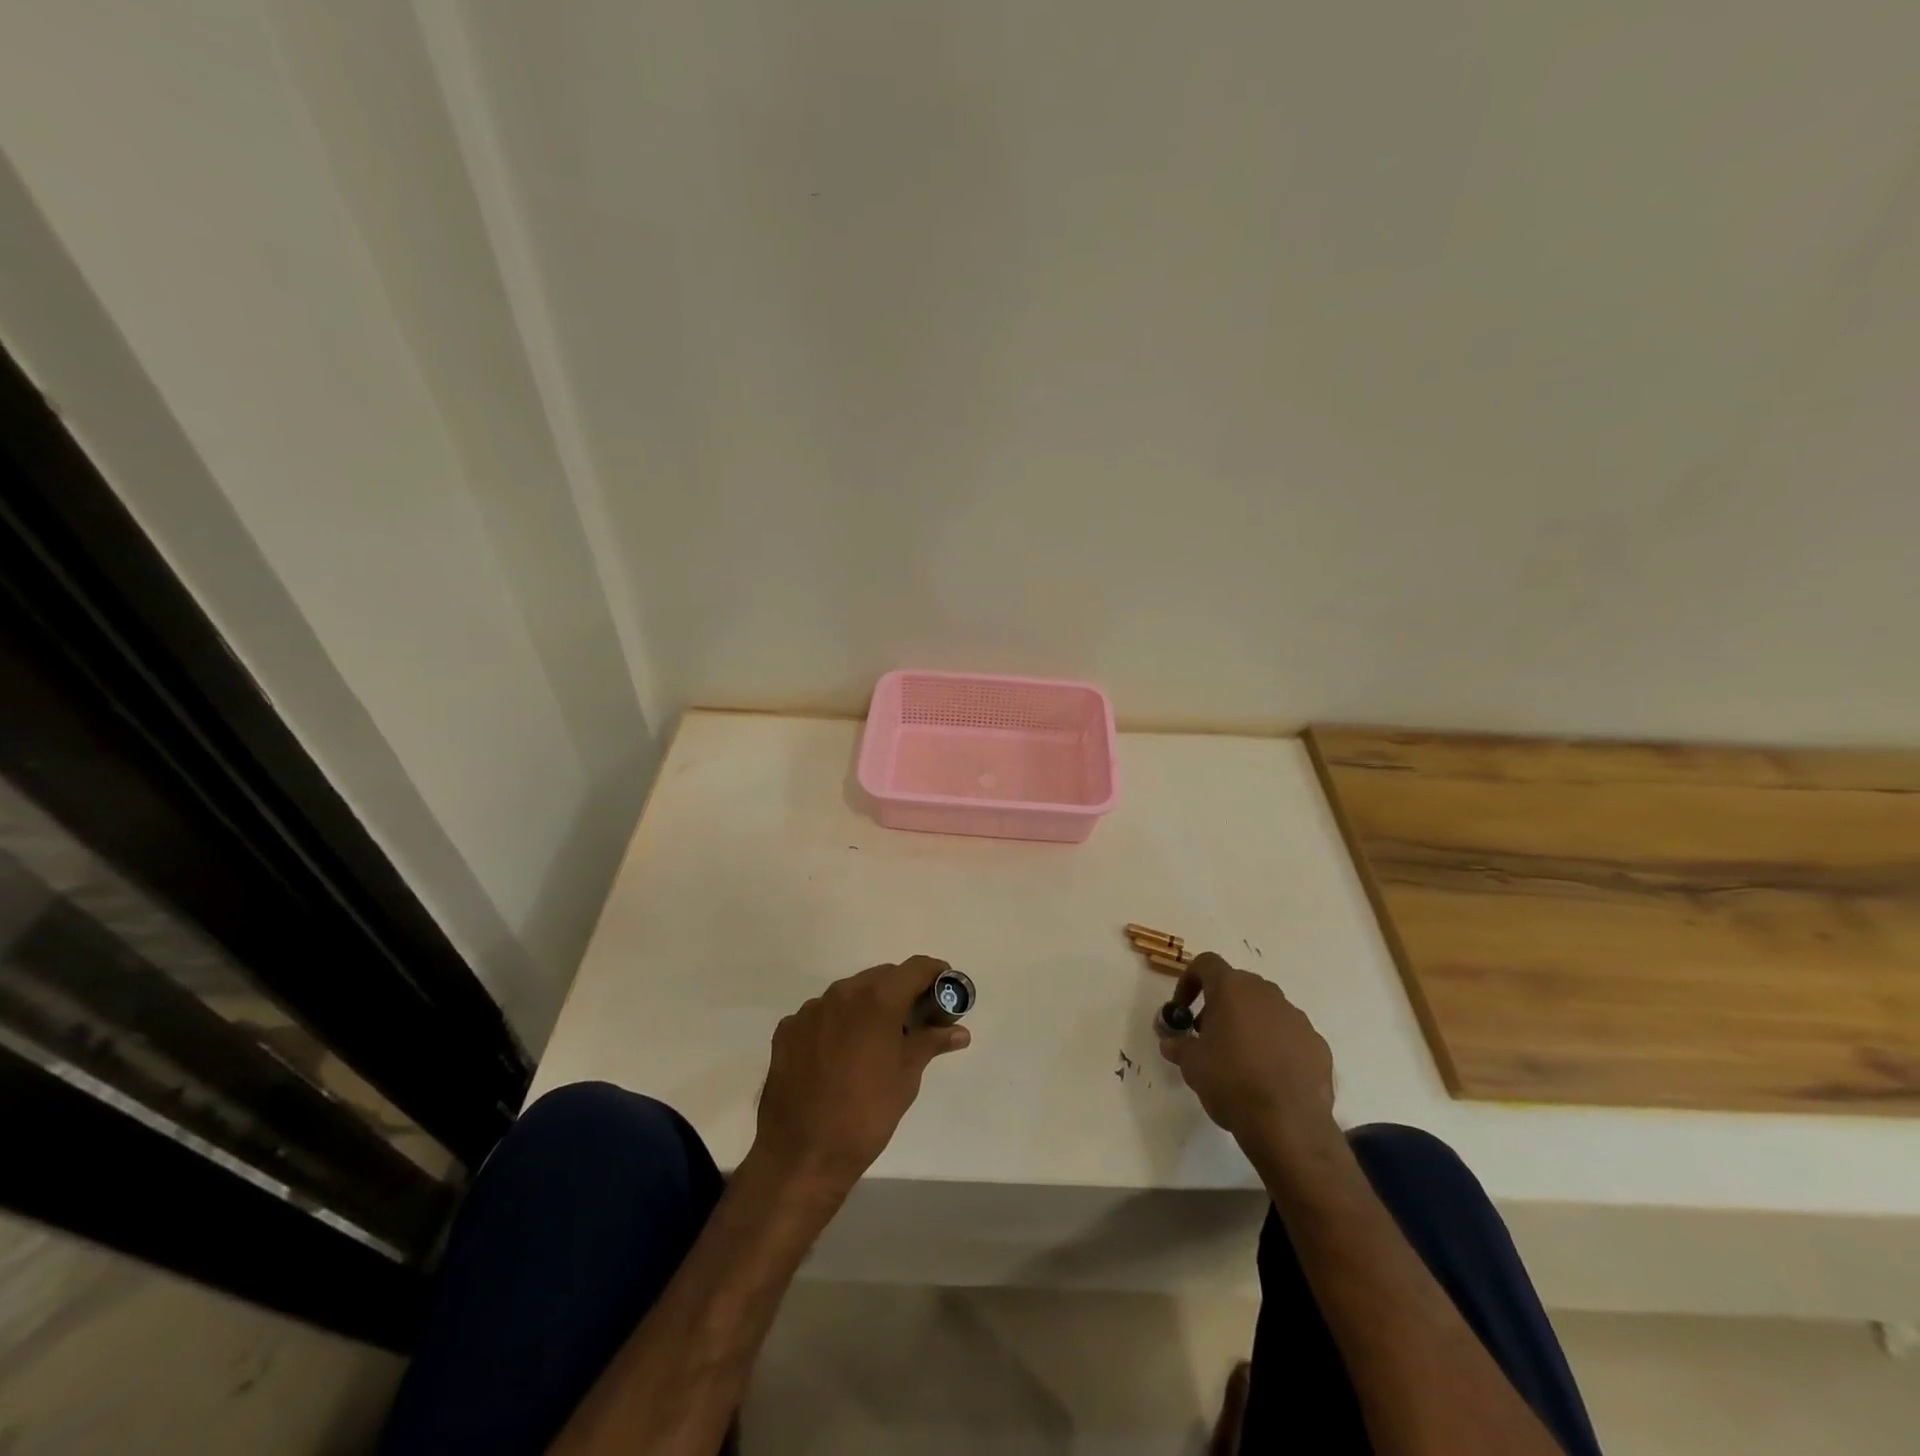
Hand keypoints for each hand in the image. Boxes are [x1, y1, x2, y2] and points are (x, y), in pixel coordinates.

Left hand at [751, 956, 969, 1198]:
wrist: (801, 1155)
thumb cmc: (866, 1115)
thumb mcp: (907, 1078)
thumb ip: (931, 1042)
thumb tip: (959, 1031)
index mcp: (877, 999)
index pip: (915, 968)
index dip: (935, 974)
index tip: (946, 989)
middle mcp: (842, 993)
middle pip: (881, 977)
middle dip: (902, 991)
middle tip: (915, 1020)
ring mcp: (810, 1010)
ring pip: (849, 994)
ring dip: (867, 1007)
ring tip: (875, 1041)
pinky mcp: (787, 1030)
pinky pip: (821, 1015)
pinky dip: (837, 1025)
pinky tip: (840, 1056)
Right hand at [1159, 952, 1340, 1175]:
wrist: (1288, 1124)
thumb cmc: (1231, 1082)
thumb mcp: (1191, 1065)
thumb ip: (1179, 1046)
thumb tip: (1171, 1043)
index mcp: (1232, 989)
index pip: (1206, 964)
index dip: (1189, 981)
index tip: (1183, 1009)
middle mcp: (1266, 993)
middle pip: (1238, 986)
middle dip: (1220, 1005)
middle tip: (1208, 1036)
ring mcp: (1296, 1017)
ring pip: (1266, 1009)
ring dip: (1249, 1024)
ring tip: (1240, 1059)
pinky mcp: (1317, 1044)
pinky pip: (1289, 1035)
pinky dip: (1276, 1046)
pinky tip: (1269, 1076)